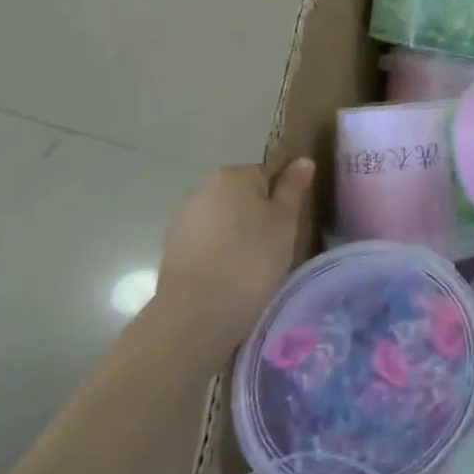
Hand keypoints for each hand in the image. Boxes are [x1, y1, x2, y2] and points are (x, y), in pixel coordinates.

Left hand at [156, 161, 314, 356]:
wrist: (198, 312)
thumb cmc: (252, 258)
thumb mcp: (286, 220)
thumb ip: (293, 187)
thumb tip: (302, 160)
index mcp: (234, 175)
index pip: (267, 174)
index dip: (282, 199)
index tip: (289, 225)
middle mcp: (203, 189)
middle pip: (242, 196)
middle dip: (257, 215)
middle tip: (275, 246)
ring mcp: (183, 219)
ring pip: (223, 220)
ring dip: (237, 235)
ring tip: (252, 266)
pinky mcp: (172, 249)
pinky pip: (206, 242)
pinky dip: (218, 253)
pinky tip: (228, 276)